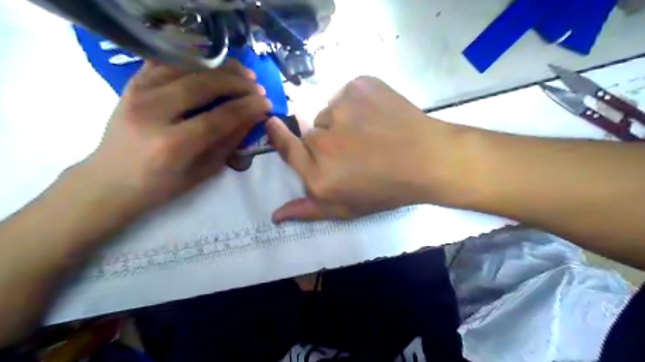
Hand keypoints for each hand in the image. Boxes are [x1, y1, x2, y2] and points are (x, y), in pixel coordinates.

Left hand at [80, 60, 270, 217]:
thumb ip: (230, 141)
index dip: (248, 107)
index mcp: (173, 144)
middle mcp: (153, 113)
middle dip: (237, 83)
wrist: (111, 180)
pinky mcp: (131, 84)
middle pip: (202, 85)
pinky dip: (193, 59)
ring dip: (219, 67)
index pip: (219, 117)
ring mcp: (137, 93)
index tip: (267, 103)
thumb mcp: (204, 171)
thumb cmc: (162, 185)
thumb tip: (254, 117)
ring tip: (242, 72)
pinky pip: (166, 61)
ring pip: (186, 67)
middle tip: (257, 86)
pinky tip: (212, 65)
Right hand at [266, 75, 463, 221]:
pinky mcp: (359, 86)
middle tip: (355, 148)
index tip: (273, 123)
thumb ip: (308, 210)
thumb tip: (274, 215)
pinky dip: (357, 102)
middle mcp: (323, 142)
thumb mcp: (346, 209)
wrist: (428, 160)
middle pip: (310, 132)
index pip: (286, 148)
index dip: (278, 134)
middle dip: (326, 140)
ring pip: (329, 112)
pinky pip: (347, 94)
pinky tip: (377, 114)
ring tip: (370, 132)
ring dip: (342, 121)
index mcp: (318, 174)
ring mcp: (341, 109)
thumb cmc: (386, 189)